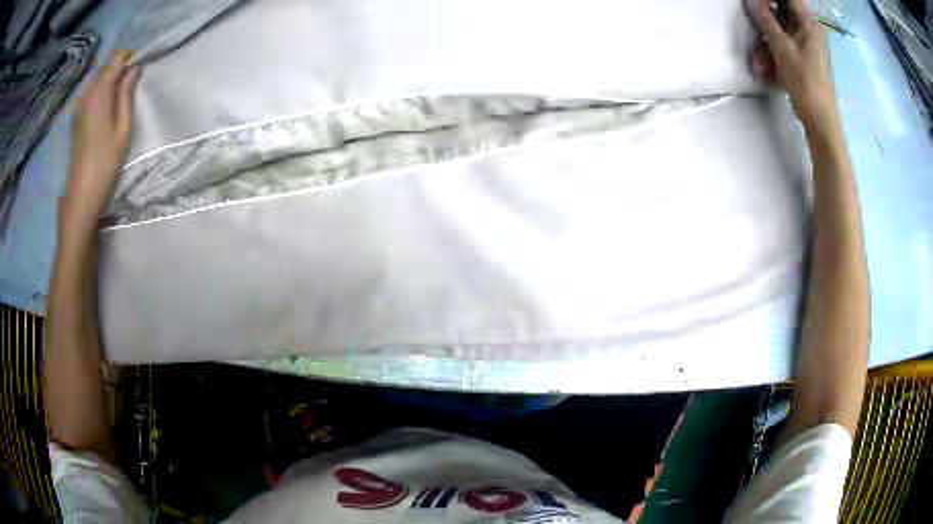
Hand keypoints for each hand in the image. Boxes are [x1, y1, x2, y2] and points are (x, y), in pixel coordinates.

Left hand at [62, 49, 139, 225]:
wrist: (80, 196)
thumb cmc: (105, 163)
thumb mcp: (123, 129)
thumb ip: (127, 95)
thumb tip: (134, 70)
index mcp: (99, 94)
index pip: (116, 59)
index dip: (130, 57)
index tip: (140, 65)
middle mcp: (86, 94)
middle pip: (106, 67)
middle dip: (120, 67)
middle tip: (133, 80)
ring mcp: (79, 106)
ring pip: (98, 79)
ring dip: (111, 79)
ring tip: (122, 94)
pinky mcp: (76, 117)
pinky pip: (91, 92)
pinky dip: (102, 91)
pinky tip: (108, 106)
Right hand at [748, 0, 837, 128]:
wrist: (820, 119)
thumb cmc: (804, 80)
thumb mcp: (781, 46)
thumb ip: (766, 20)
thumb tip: (753, 2)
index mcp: (809, 24)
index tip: (757, 3)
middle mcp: (810, 33)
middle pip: (783, 16)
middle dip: (765, 23)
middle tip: (753, 29)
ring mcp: (809, 48)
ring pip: (783, 35)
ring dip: (766, 44)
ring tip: (757, 61)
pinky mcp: (805, 62)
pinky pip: (787, 50)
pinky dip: (775, 56)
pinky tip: (764, 69)